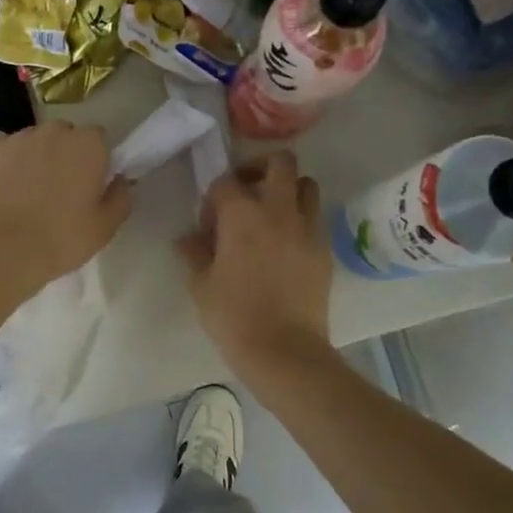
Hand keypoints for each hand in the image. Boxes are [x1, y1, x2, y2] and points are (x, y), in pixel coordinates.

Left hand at [0, 122, 131, 291]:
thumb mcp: (105, 228)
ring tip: (28, 192)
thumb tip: (120, 180)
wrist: (2, 249)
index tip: (90, 183)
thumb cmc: (61, 239)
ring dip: (35, 157)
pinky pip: (3, 148)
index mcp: (88, 145)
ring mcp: (17, 138)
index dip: (95, 159)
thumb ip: (120, 198)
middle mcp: (54, 132)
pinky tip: (4, 187)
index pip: (99, 138)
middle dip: (65, 154)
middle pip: (65, 135)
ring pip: (33, 140)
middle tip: (60, 189)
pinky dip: (5, 162)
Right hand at [176, 151, 332, 375]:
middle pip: (280, 162)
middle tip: (247, 193)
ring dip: (288, 190)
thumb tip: (187, 239)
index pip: (225, 182)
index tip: (209, 224)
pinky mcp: (325, 248)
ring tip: (272, 215)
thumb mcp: (201, 285)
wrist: (284, 350)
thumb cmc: (234, 316)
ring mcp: (307, 227)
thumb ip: (194, 254)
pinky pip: (315, 217)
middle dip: (261, 169)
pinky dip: (301, 219)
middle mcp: (278, 209)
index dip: (213, 199)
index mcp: (241, 214)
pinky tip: (286, 245)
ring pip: (306, 184)